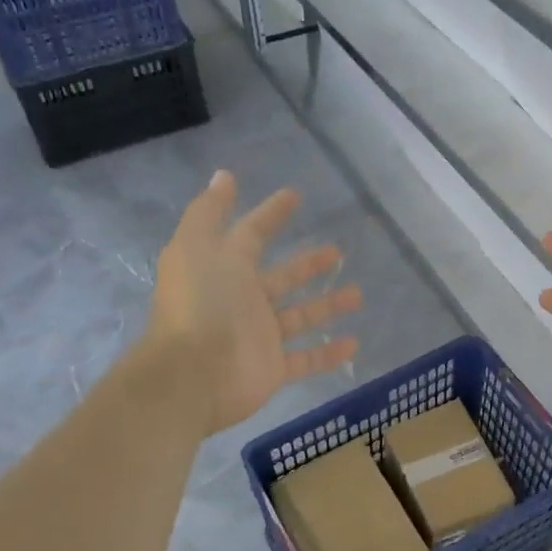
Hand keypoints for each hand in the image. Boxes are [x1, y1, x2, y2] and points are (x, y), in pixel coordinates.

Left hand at [148, 171, 361, 433]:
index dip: (270, 214)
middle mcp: (242, 300)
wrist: (193, 375)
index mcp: (224, 268)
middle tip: (337, 251)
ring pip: (300, 316)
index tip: (294, 196)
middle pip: (282, 278)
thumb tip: (223, 175)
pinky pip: (306, 359)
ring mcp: (259, 336)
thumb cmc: (200, 305)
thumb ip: (210, 212)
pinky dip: (328, 353)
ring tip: (358, 294)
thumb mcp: (197, 247)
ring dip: (327, 305)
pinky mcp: (273, 368)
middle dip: (307, 264)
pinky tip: (354, 342)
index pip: (252, 234)